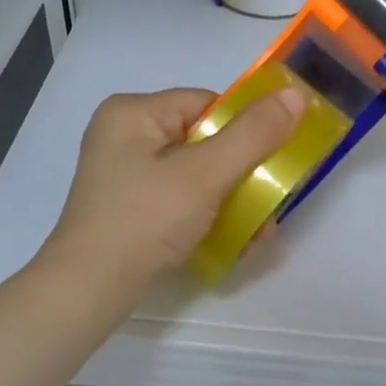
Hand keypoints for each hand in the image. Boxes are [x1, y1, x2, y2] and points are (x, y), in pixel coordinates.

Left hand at [41, 87, 304, 290]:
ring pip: (196, 172)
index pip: (208, 105)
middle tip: (269, 203)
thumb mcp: (206, 174)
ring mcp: (124, 173)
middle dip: (242, 174)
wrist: (89, 290)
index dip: (244, 132)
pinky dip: (208, 213)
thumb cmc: (146, 220)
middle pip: (205, 140)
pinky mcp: (129, 206)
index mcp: (133, 112)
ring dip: (232, 199)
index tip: (268, 166)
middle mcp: (124, 134)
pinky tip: (233, 240)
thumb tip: (296, 94)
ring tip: (258, 230)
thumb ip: (254, 134)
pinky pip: (180, 197)